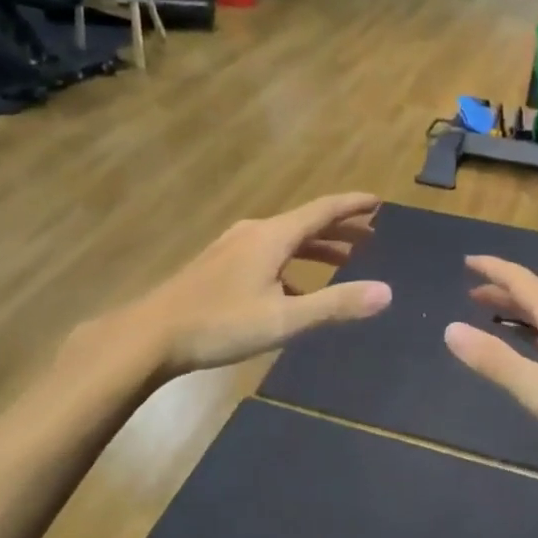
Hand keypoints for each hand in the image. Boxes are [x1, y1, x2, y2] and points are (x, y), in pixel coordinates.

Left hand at [130, 194, 390, 375]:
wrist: (151, 335)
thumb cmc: (221, 324)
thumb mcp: (284, 319)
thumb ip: (336, 305)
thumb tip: (386, 292)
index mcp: (272, 236)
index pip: (322, 210)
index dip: (352, 205)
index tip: (378, 201)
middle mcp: (254, 232)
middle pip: (305, 223)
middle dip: (339, 229)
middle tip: (370, 237)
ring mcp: (233, 247)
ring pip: (286, 240)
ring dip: (317, 248)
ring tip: (343, 261)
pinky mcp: (219, 265)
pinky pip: (268, 255)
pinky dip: (292, 265)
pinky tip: (295, 291)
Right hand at [443, 255, 537, 457]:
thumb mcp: (537, 388)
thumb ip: (493, 360)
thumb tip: (451, 330)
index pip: (519, 279)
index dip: (491, 269)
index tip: (467, 261)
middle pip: (535, 294)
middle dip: (502, 293)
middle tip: (472, 294)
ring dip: (521, 313)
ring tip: (497, 318)